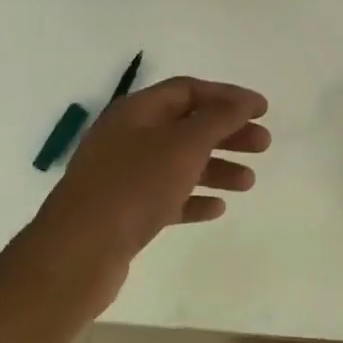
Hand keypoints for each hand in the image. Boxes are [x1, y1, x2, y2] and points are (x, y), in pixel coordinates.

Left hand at [11, 77, 270, 298]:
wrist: (78, 252)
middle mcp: (127, 137)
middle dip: (227, 133)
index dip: (228, 96)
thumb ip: (219, 118)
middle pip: (187, 126)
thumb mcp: (184, 144)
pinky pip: (166, 196)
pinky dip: (193, 198)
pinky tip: (217, 208)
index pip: (189, 90)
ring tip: (248, 183)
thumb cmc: (135, 186)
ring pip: (179, 163)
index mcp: (136, 112)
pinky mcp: (123, 210)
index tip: (263, 110)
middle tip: (263, 145)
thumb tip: (244, 100)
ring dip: (216, 168)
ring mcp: (123, 175)